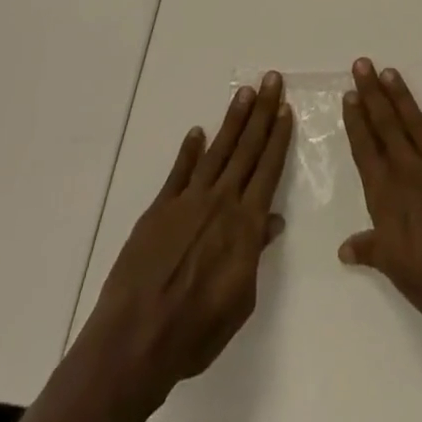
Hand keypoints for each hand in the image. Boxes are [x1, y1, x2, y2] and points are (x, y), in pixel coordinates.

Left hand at [75, 71, 293, 413]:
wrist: (135, 341)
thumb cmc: (196, 332)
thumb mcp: (240, 302)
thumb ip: (256, 256)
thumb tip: (273, 221)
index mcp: (245, 225)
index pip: (268, 170)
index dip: (278, 138)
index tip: (286, 109)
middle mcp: (220, 202)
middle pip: (246, 149)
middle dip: (262, 113)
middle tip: (272, 80)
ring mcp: (188, 202)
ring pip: (217, 151)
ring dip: (233, 120)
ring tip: (245, 92)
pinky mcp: (159, 209)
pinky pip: (178, 172)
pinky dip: (189, 150)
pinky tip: (197, 132)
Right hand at [338, 58, 421, 355]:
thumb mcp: (397, 272)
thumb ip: (372, 250)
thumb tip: (345, 248)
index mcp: (388, 197)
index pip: (366, 150)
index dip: (356, 122)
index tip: (349, 96)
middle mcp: (412, 173)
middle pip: (387, 127)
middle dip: (373, 95)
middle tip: (362, 64)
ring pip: (417, 124)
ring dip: (402, 98)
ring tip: (390, 72)